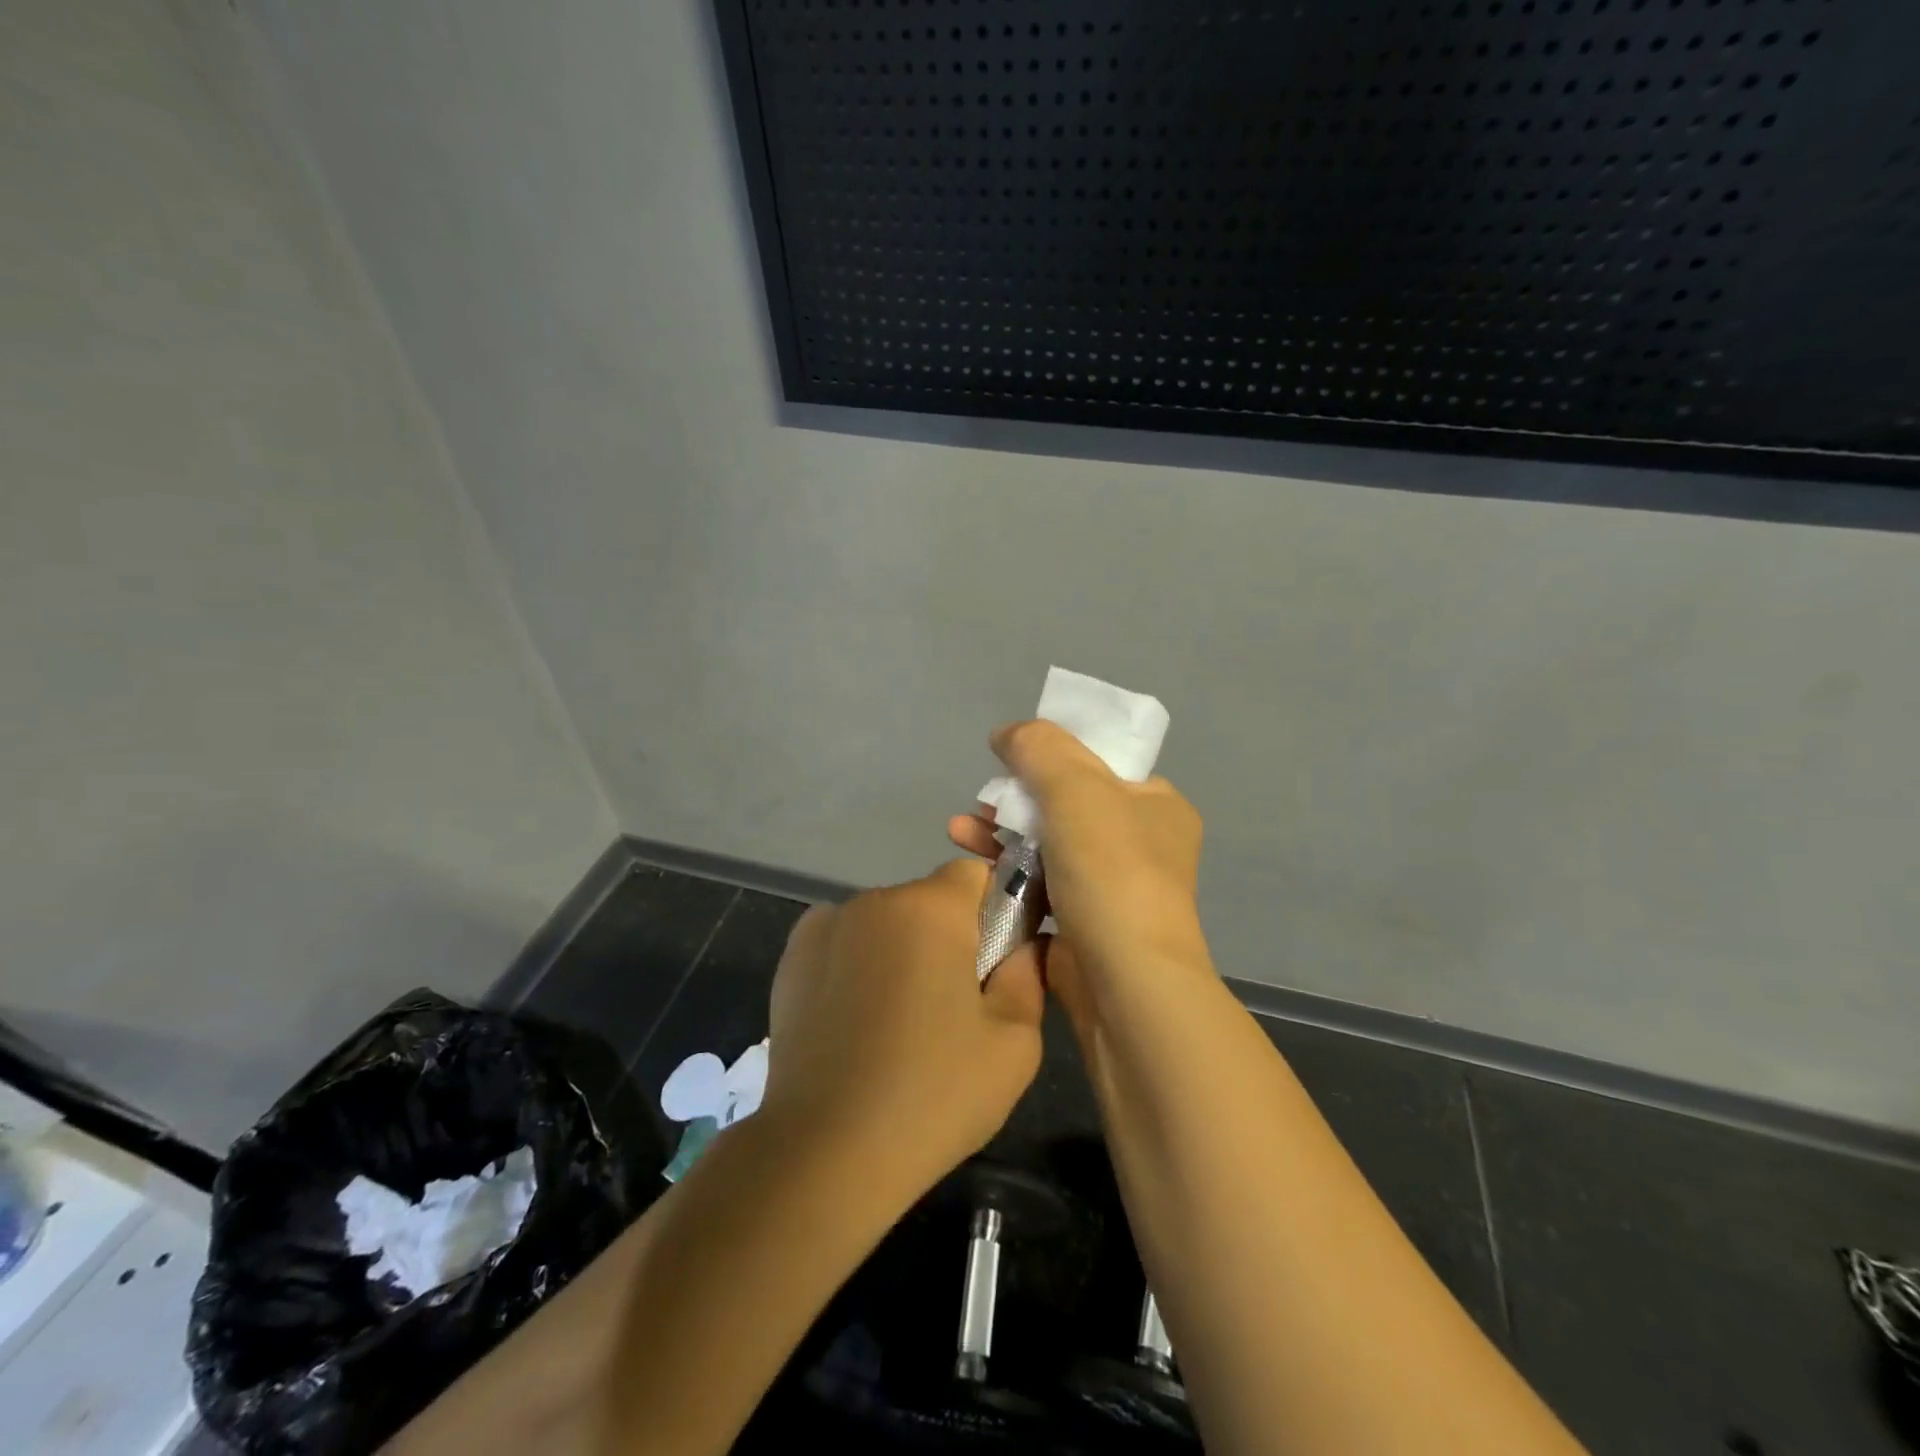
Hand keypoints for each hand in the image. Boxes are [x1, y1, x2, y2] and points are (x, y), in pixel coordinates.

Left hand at [760, 860, 1045, 1202]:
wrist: (824, 1152)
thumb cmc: (932, 1095)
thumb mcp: (1013, 1045)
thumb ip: (1029, 976)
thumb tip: (1026, 943)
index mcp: (930, 909)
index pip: (975, 874)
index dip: (995, 910)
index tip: (996, 961)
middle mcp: (875, 900)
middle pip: (929, 900)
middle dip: (947, 937)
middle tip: (951, 1005)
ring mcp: (825, 924)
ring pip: (886, 922)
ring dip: (901, 951)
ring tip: (897, 1023)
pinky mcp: (791, 956)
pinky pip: (845, 941)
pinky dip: (858, 964)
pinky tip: (856, 1020)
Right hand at [947, 720, 1209, 1003]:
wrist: (1128, 988)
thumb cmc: (1111, 874)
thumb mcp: (1076, 788)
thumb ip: (1039, 748)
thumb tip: (1008, 733)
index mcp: (1157, 805)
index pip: (1101, 765)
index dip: (1053, 755)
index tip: (1010, 761)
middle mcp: (1142, 846)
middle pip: (1067, 806)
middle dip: (1016, 800)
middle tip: (980, 804)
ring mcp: (1114, 892)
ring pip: (1049, 849)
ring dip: (1003, 837)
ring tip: (958, 833)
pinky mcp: (1086, 930)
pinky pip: (1042, 891)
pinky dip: (1010, 878)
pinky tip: (975, 872)